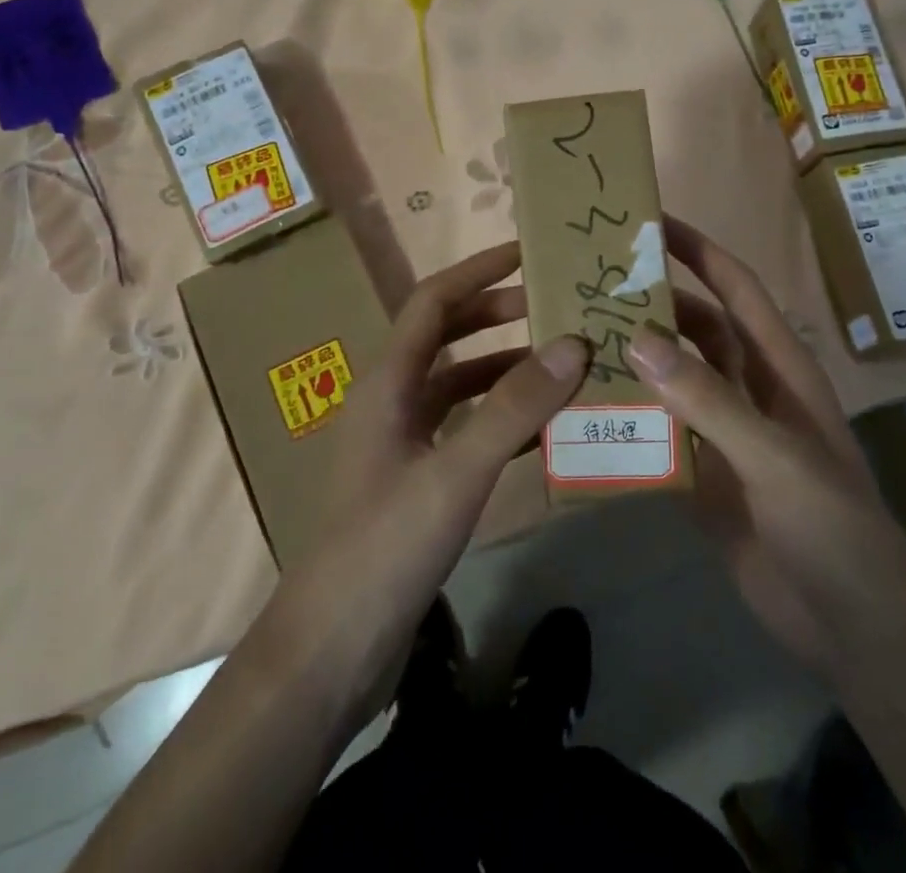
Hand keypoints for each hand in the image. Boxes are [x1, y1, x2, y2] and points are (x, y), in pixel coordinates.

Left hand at [262, 242, 588, 721]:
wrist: (333, 652)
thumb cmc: (384, 549)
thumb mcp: (455, 474)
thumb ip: (513, 409)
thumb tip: (573, 345)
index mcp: (388, 383)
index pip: (432, 302)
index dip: (477, 271)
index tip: (527, 253)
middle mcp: (393, 401)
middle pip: (448, 336)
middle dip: (499, 315)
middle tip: (557, 309)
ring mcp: (405, 442)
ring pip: (462, 384)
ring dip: (508, 369)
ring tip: (565, 365)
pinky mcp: (419, 479)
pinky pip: (468, 429)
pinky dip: (505, 418)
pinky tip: (548, 429)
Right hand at [629, 217, 905, 689]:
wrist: (851, 626)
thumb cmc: (830, 526)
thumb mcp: (773, 455)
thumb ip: (708, 398)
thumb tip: (639, 336)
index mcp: (779, 368)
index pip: (736, 290)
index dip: (700, 252)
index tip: (652, 223)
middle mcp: (750, 389)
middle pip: (696, 330)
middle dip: (653, 303)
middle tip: (592, 283)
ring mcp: (725, 433)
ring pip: (673, 379)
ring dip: (635, 359)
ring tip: (578, 338)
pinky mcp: (704, 475)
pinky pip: (660, 432)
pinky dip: (629, 418)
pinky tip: (586, 410)